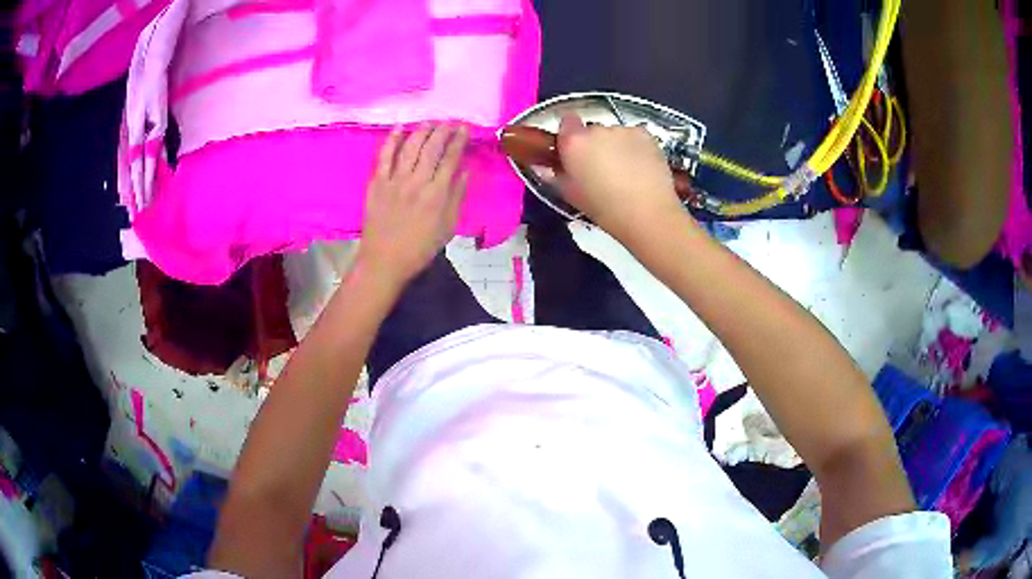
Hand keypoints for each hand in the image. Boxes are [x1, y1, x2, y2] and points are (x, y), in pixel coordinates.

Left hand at [359, 124, 469, 287]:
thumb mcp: (448, 227)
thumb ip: (457, 196)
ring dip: (422, 131)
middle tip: (450, 121)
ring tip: (431, 121)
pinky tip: (399, 127)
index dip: (459, 140)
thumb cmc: (419, 248)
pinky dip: (392, 140)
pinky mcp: (377, 183)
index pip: (451, 158)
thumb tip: (465, 170)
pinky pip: (384, 156)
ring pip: (410, 147)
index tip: (465, 128)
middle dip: (443, 130)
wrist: (384, 261)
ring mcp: (395, 181)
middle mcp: (417, 182)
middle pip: (431, 148)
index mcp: (437, 194)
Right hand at [555, 115, 686, 241]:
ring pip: (615, 134)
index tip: (574, 152)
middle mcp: (597, 129)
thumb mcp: (570, 195)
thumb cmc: (603, 208)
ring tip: (625, 171)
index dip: (570, 135)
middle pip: (592, 130)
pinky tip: (641, 167)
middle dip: (594, 144)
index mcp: (574, 143)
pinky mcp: (645, 135)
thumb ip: (555, 175)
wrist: (647, 213)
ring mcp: (624, 130)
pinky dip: (635, 147)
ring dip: (616, 146)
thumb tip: (546, 165)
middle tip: (600, 168)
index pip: (566, 121)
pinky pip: (634, 137)